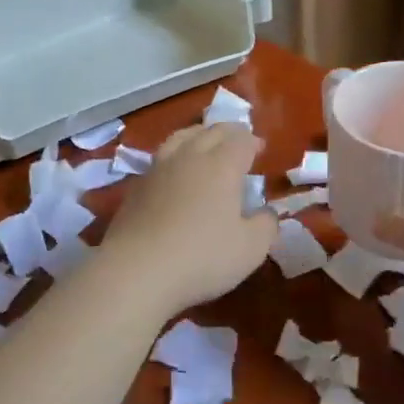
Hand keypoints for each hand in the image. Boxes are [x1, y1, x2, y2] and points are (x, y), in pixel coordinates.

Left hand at [100, 124, 277, 315]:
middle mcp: (189, 157)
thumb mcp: (250, 249)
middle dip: (228, 132)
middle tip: (238, 140)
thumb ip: (266, 226)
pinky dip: (174, 156)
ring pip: (180, 138)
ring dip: (197, 135)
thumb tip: (267, 213)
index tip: (260, 149)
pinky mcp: (136, 187)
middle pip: (210, 132)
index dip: (253, 142)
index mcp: (222, 166)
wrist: (136, 271)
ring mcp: (158, 169)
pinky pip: (160, 158)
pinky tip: (174, 171)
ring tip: (204, 141)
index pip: (240, 141)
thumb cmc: (202, 257)